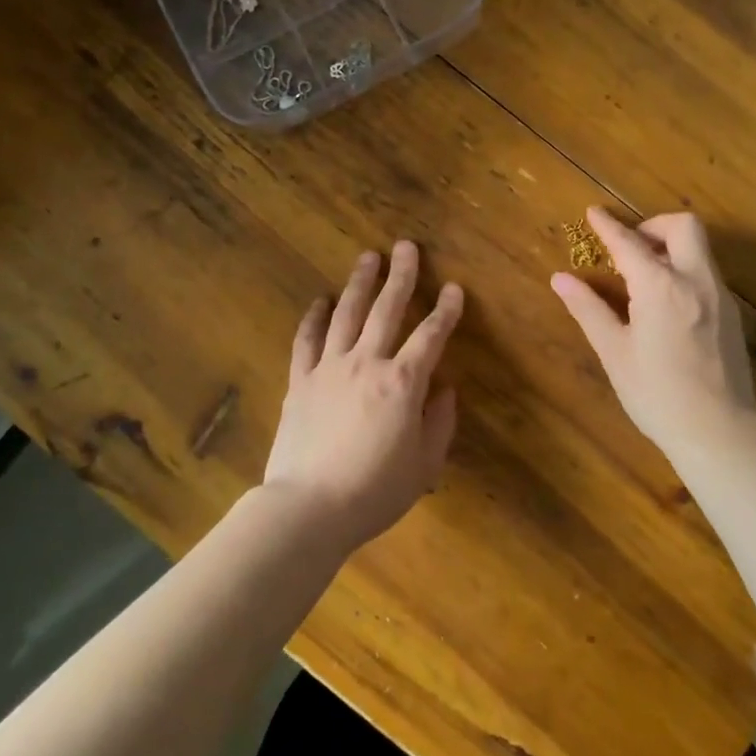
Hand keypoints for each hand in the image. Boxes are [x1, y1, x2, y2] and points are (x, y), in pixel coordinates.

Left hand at [263, 241, 464, 552]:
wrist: (308, 509)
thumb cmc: (375, 491)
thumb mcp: (424, 464)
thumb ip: (439, 423)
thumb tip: (444, 390)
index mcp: (403, 382)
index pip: (431, 336)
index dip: (446, 310)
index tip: (454, 289)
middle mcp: (368, 363)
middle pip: (387, 310)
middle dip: (401, 276)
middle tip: (406, 247)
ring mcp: (330, 368)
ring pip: (347, 314)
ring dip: (360, 283)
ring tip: (368, 258)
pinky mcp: (301, 382)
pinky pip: (307, 341)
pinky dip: (314, 318)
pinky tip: (320, 300)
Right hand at [550, 208, 755, 463]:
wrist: (719, 432)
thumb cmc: (657, 395)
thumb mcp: (615, 353)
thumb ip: (588, 309)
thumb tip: (561, 278)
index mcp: (661, 287)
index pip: (630, 243)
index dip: (608, 225)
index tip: (593, 212)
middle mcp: (696, 280)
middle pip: (683, 226)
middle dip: (654, 226)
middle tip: (631, 247)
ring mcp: (720, 295)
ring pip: (700, 248)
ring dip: (671, 247)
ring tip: (645, 276)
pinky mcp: (732, 313)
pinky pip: (707, 273)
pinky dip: (685, 269)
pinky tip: (668, 302)